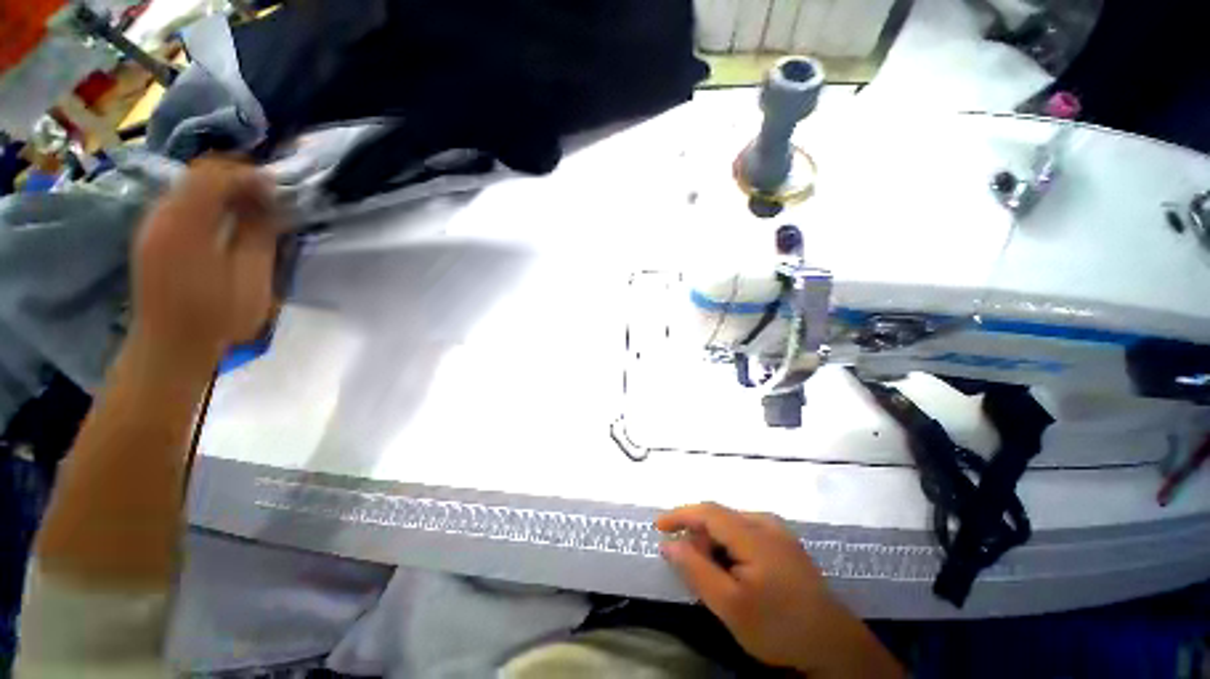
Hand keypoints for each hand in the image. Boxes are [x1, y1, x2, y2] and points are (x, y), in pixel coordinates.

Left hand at [131, 157, 278, 367]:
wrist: (170, 346)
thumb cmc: (217, 317)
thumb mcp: (250, 277)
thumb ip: (259, 234)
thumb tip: (272, 202)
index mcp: (185, 224)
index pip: (214, 175)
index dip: (249, 175)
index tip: (280, 189)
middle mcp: (161, 214)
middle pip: (199, 174)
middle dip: (238, 178)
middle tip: (271, 197)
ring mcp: (152, 224)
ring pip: (189, 186)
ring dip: (224, 190)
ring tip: (254, 209)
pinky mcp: (151, 235)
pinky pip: (181, 202)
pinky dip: (208, 203)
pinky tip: (228, 222)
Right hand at [657, 503, 902, 677]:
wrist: (834, 647)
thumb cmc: (778, 628)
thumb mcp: (730, 606)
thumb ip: (696, 570)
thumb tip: (669, 544)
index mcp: (754, 534)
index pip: (708, 511)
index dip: (680, 515)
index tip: (657, 527)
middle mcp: (767, 523)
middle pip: (720, 517)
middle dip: (697, 534)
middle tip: (686, 562)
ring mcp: (780, 533)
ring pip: (733, 524)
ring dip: (713, 540)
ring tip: (709, 569)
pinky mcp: (786, 544)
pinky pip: (747, 532)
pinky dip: (729, 544)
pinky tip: (732, 568)